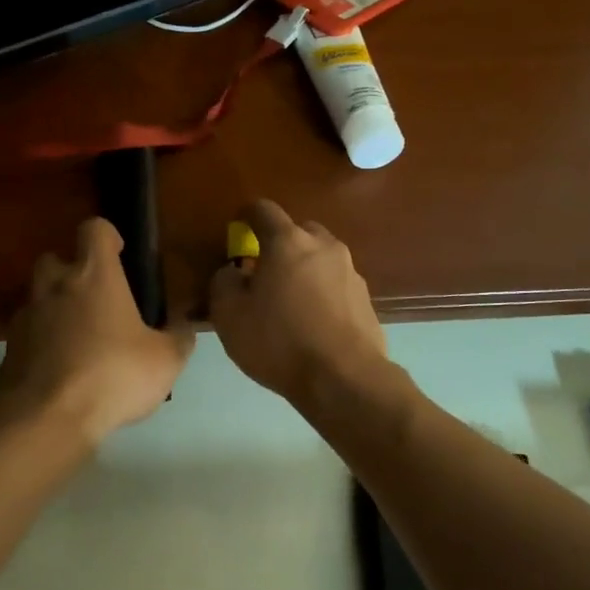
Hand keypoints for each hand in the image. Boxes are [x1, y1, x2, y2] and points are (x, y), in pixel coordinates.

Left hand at [0, 218, 195, 446]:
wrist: (48, 417)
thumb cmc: (113, 375)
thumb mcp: (165, 361)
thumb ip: (178, 339)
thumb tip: (184, 328)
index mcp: (94, 276)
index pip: (94, 230)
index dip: (107, 236)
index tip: (119, 254)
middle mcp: (55, 286)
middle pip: (55, 259)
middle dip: (71, 271)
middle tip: (94, 299)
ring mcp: (27, 316)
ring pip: (38, 297)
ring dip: (55, 308)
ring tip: (78, 338)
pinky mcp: (9, 348)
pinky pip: (27, 333)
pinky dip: (41, 342)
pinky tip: (59, 368)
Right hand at [209, 200, 387, 404]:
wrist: (344, 379)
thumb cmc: (279, 342)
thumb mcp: (229, 315)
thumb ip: (224, 283)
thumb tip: (233, 272)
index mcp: (287, 242)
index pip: (263, 210)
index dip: (246, 215)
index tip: (237, 227)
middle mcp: (324, 247)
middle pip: (298, 230)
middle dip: (279, 243)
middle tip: (263, 270)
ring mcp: (350, 272)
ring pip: (320, 258)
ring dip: (303, 269)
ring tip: (289, 300)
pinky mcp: (366, 299)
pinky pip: (336, 284)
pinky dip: (322, 293)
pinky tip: (312, 322)